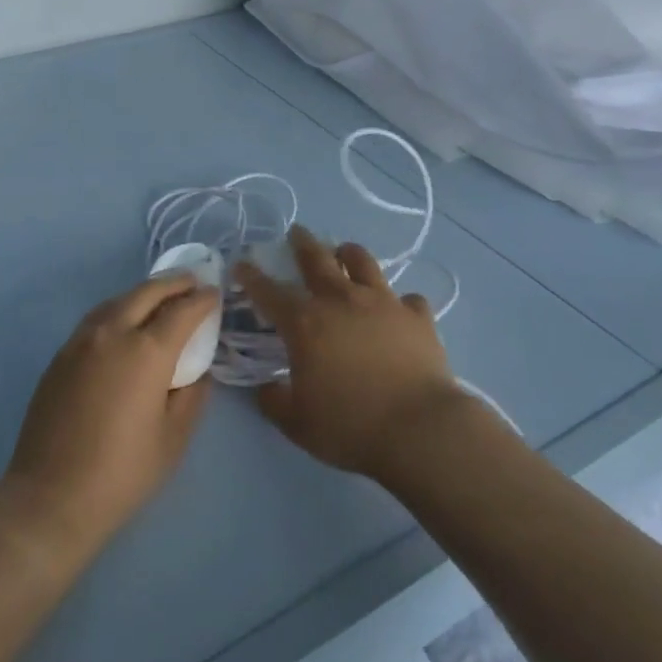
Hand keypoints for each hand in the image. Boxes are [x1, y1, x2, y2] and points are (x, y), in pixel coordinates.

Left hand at [0, 275, 216, 558]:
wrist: (50, 498)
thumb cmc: (122, 473)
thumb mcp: (174, 438)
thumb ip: (192, 395)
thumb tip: (196, 371)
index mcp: (146, 352)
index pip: (182, 311)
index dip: (202, 300)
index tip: (215, 296)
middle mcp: (112, 334)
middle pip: (146, 293)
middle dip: (173, 283)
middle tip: (192, 282)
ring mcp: (80, 342)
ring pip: (117, 301)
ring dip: (143, 294)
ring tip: (160, 299)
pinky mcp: (60, 357)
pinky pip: (95, 320)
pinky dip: (118, 311)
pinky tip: (125, 325)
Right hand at [235, 226, 465, 479]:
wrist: (420, 429)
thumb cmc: (350, 426)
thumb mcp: (297, 423)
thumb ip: (273, 401)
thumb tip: (265, 388)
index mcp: (305, 323)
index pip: (269, 292)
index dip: (252, 277)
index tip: (242, 264)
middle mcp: (342, 301)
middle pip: (317, 259)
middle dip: (302, 243)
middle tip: (296, 232)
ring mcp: (383, 303)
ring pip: (363, 262)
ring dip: (348, 253)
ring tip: (344, 252)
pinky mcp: (417, 316)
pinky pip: (407, 299)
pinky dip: (400, 302)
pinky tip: (399, 310)